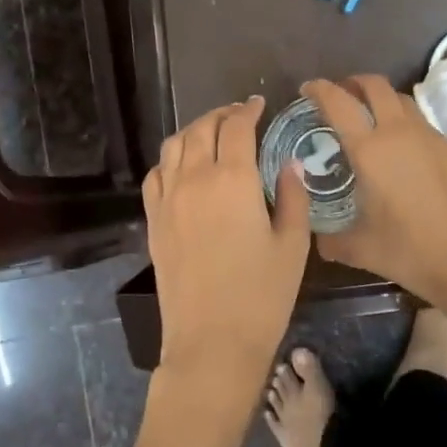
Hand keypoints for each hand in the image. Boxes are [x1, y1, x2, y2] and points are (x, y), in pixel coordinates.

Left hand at [146, 96, 310, 413]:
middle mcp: (194, 179)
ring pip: (174, 146)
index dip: (248, 110)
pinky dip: (170, 159)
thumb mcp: (293, 244)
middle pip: (202, 129)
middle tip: (239, 115)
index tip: (259, 104)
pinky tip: (182, 166)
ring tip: (211, 132)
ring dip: (194, 130)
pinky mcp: (153, 221)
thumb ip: (292, 196)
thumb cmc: (262, 295)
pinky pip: (155, 174)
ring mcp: (168, 199)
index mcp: (233, 179)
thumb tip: (289, 163)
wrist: (212, 342)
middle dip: (222, 114)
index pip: (237, 127)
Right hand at [303, 75, 446, 305]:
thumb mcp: (359, 248)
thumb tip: (320, 240)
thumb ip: (332, 239)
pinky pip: (424, 125)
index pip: (338, 102)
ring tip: (373, 118)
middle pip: (375, 85)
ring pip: (403, 100)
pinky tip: (406, 154)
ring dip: (383, 100)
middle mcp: (399, 132)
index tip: (308, 89)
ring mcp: (431, 136)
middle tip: (342, 95)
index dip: (319, 89)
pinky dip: (407, 126)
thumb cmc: (407, 250)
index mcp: (369, 150)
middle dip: (354, 82)